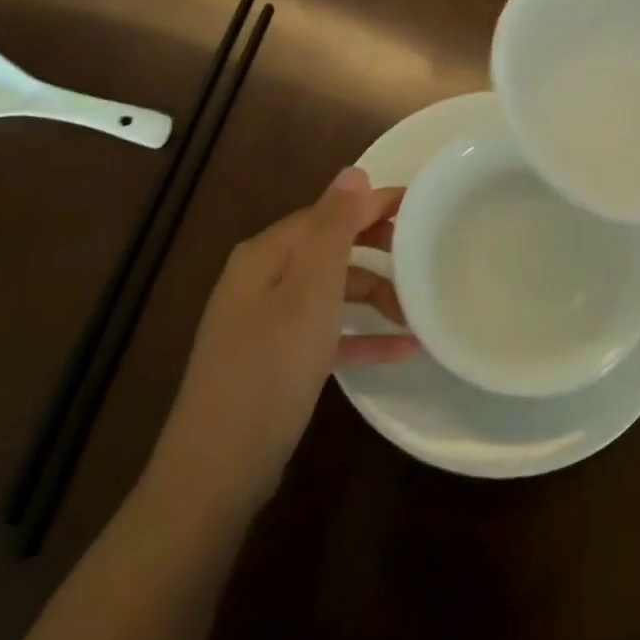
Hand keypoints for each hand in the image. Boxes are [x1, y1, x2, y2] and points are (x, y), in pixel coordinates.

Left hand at [148, 168, 415, 513]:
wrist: (217, 468)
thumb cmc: (271, 367)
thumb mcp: (311, 290)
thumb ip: (334, 227)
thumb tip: (353, 171)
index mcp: (267, 254)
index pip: (329, 212)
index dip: (374, 205)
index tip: (421, 207)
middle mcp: (261, 279)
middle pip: (330, 249)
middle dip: (377, 250)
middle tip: (422, 257)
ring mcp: (265, 322)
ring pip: (330, 291)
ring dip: (373, 296)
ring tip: (417, 311)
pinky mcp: (274, 360)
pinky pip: (325, 332)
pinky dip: (359, 334)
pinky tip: (400, 350)